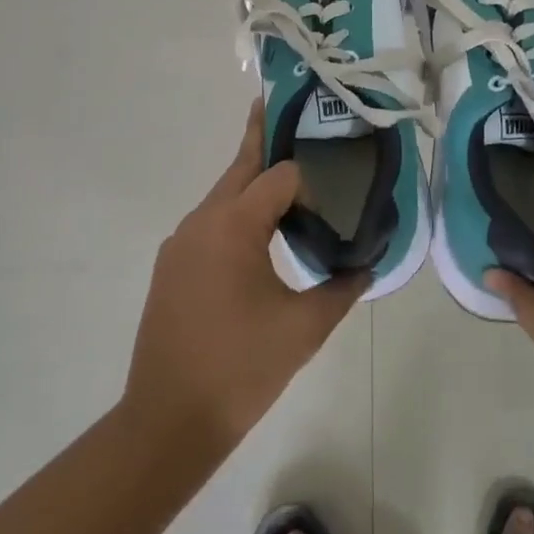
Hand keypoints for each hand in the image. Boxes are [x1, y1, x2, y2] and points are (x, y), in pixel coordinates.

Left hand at [123, 99, 366, 455]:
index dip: (310, 181)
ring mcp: (181, 242)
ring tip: (287, 178)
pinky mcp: (171, 264)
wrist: (165, 423)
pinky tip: (258, 236)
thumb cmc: (239, 370)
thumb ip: (341, 288)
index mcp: (233, 224)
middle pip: (242, 166)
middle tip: (289, 109)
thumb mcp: (303, 329)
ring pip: (225, 194)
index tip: (334, 190)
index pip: (280, 175)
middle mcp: (202, 220)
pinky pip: (211, 222)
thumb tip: (369, 264)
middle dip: (265, 137)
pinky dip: (237, 213)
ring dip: (253, 181)